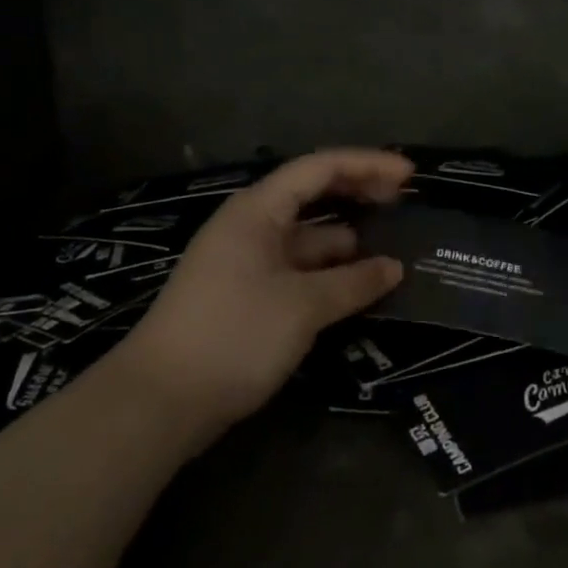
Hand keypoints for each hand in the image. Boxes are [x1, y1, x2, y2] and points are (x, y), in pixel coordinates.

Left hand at [110, 149, 412, 445]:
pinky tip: (358, 286)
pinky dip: (329, 272)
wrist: (159, 402)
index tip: (409, 174)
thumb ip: (353, 282)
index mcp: (258, 210)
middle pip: (313, 195)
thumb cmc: (233, 335)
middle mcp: (252, 226)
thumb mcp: (303, 306)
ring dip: (347, 241)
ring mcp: (247, 261)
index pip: (320, 168)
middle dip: (358, 195)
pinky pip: (298, 269)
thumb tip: (394, 268)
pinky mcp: (247, 295)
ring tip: (392, 250)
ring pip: (308, 237)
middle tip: (404, 202)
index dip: (368, 165)